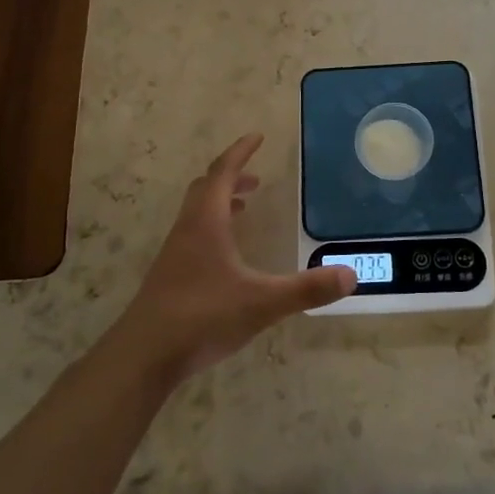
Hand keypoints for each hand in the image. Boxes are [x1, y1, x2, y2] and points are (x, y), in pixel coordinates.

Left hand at [111, 134, 355, 385]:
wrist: (144, 356)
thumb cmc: (202, 317)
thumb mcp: (261, 302)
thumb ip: (306, 289)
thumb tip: (350, 275)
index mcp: (206, 222)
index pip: (223, 173)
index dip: (240, 152)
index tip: (257, 137)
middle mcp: (188, 230)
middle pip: (205, 188)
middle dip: (231, 176)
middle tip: (256, 178)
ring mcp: (174, 254)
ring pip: (196, 213)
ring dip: (220, 202)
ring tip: (244, 208)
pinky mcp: (169, 277)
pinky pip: (193, 236)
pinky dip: (212, 228)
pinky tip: (227, 256)